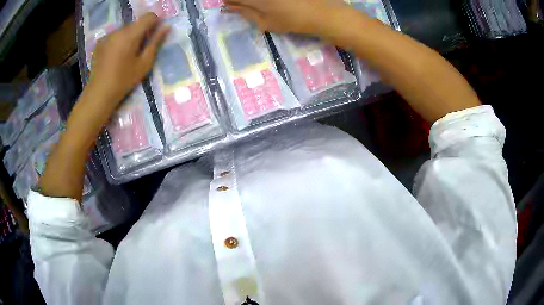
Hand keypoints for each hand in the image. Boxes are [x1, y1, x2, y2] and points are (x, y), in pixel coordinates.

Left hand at [87, 13, 169, 110]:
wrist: (99, 93)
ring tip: (125, 55)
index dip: (155, 22)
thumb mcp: (144, 63)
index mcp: (130, 35)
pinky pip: (114, 36)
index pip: (148, 16)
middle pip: (136, 24)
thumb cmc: (124, 80)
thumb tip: (167, 27)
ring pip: (125, 30)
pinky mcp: (100, 42)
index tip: (155, 34)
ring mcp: (107, 36)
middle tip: (139, 50)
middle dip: (141, 32)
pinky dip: (118, 41)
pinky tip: (115, 57)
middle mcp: (118, 31)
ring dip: (129, 37)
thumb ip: (155, 42)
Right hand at [223, 0, 350, 34]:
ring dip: (255, 0)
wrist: (322, 13)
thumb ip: (245, 12)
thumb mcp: (266, 22)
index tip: (230, 4)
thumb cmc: (292, 21)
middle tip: (246, 4)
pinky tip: (274, 3)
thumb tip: (228, 8)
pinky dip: (268, 1)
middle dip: (240, 0)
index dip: (230, 1)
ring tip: (266, 6)